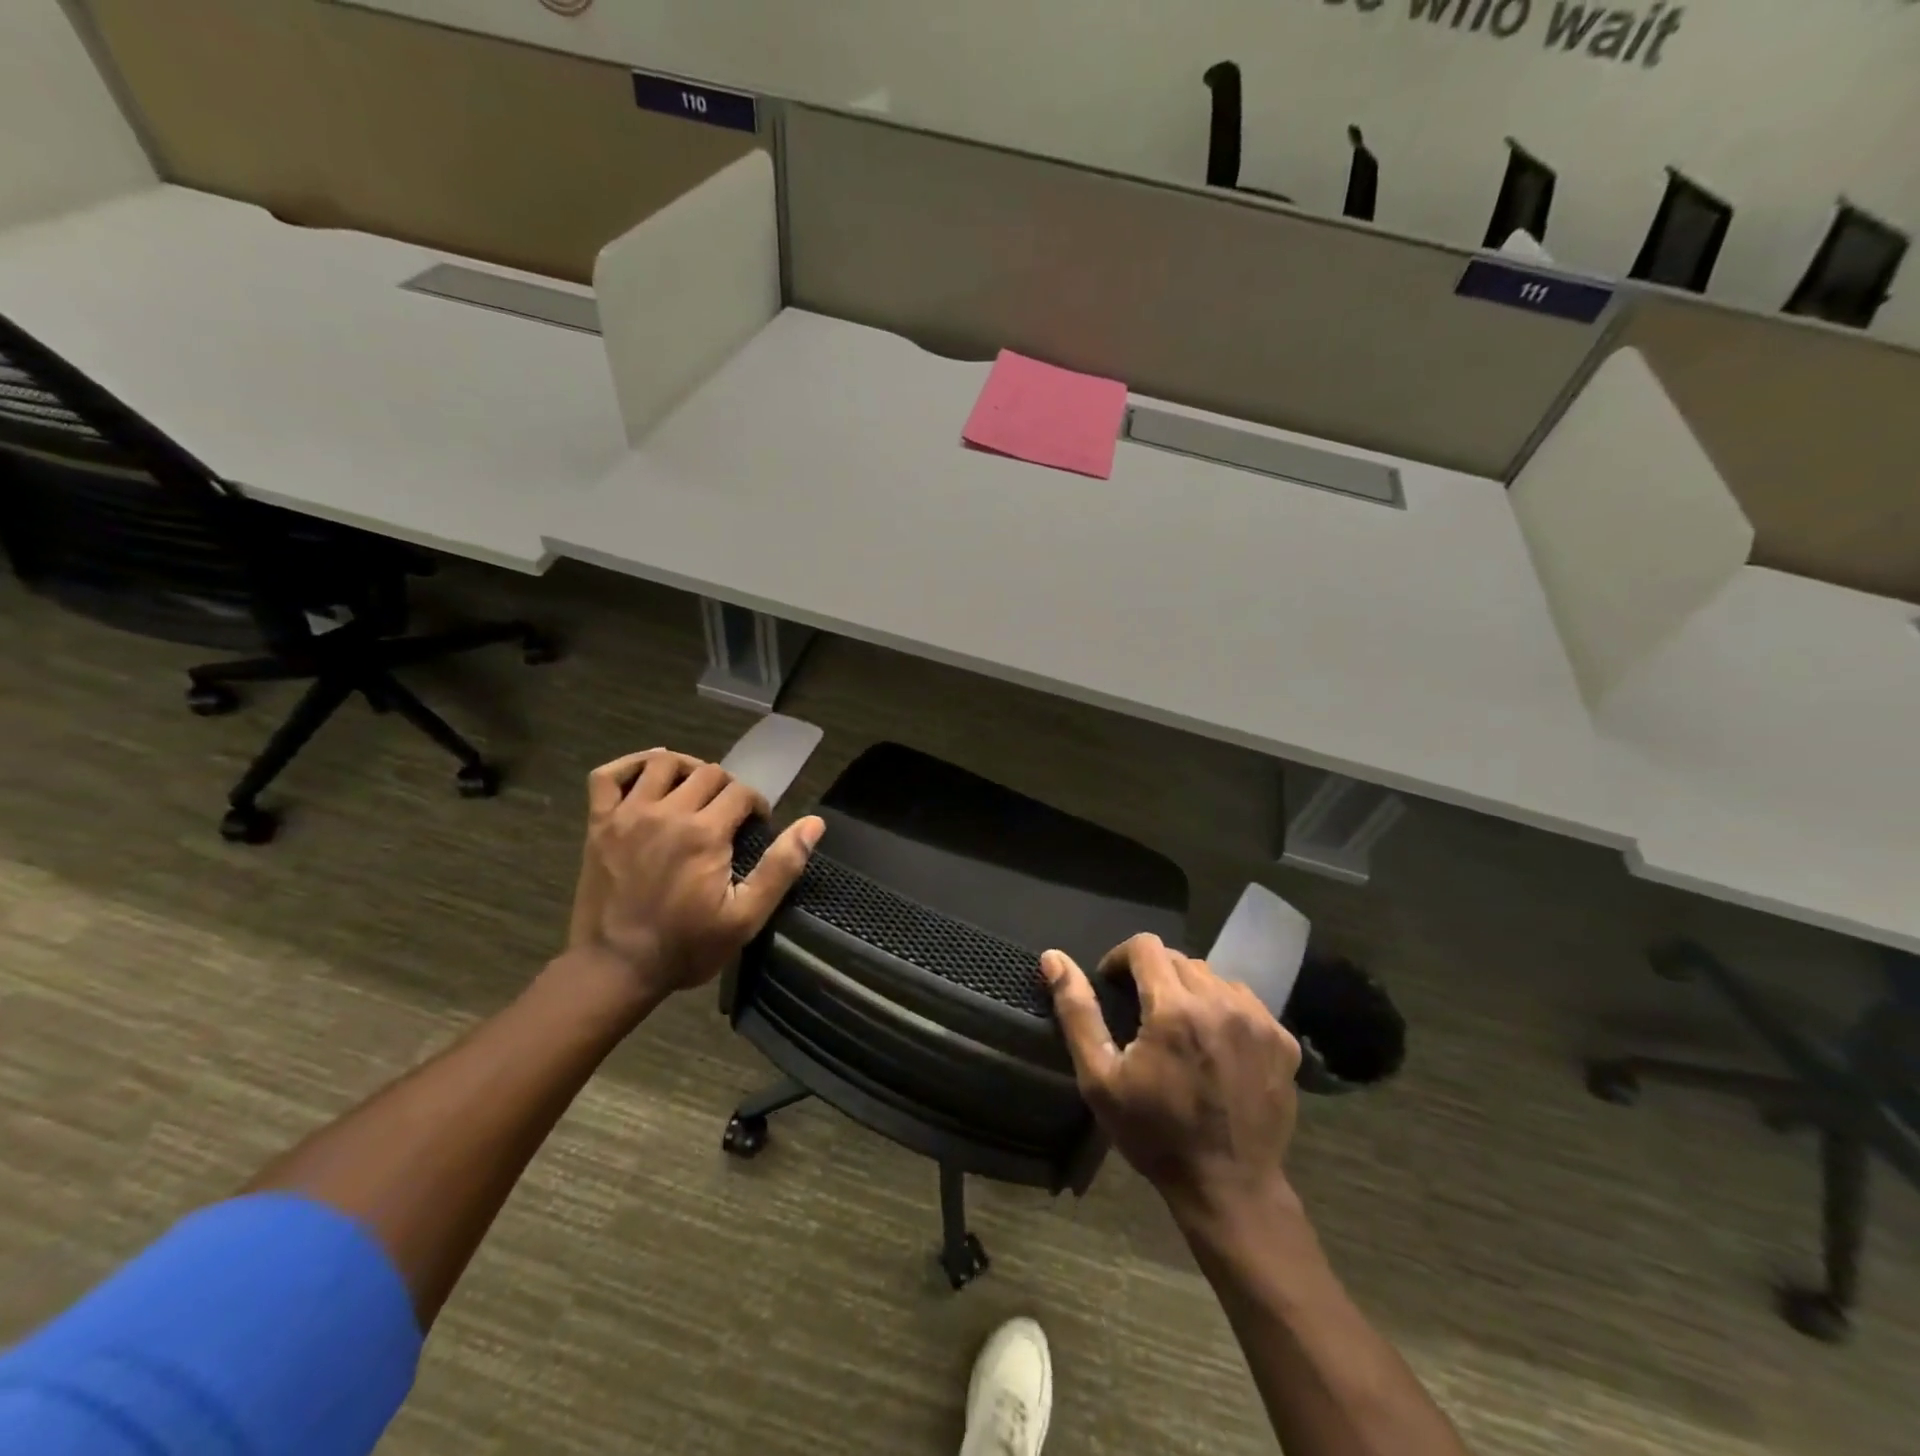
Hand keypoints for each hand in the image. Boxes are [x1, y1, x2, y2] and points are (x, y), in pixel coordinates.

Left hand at [567, 748, 823, 1002]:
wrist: (614, 969)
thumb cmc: (686, 947)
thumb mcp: (746, 917)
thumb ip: (781, 867)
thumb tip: (814, 823)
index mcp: (705, 833)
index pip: (742, 792)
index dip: (757, 806)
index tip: (756, 828)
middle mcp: (667, 812)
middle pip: (708, 772)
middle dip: (727, 787)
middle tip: (728, 815)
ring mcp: (628, 815)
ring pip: (662, 763)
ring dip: (687, 768)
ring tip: (695, 789)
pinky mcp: (599, 824)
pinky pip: (608, 775)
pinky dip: (628, 765)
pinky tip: (646, 773)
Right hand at [1041, 934, 1301, 1223]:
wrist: (1230, 1189)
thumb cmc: (1156, 1134)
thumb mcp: (1101, 1078)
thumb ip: (1077, 1012)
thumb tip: (1054, 958)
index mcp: (1174, 1008)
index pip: (1145, 946)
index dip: (1121, 958)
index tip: (1113, 986)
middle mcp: (1220, 1001)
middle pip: (1179, 959)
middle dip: (1154, 976)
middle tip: (1143, 1015)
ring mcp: (1258, 1020)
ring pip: (1213, 977)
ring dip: (1190, 990)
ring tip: (1180, 1028)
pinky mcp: (1283, 1040)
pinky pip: (1245, 1001)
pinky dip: (1224, 1009)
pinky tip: (1216, 1043)